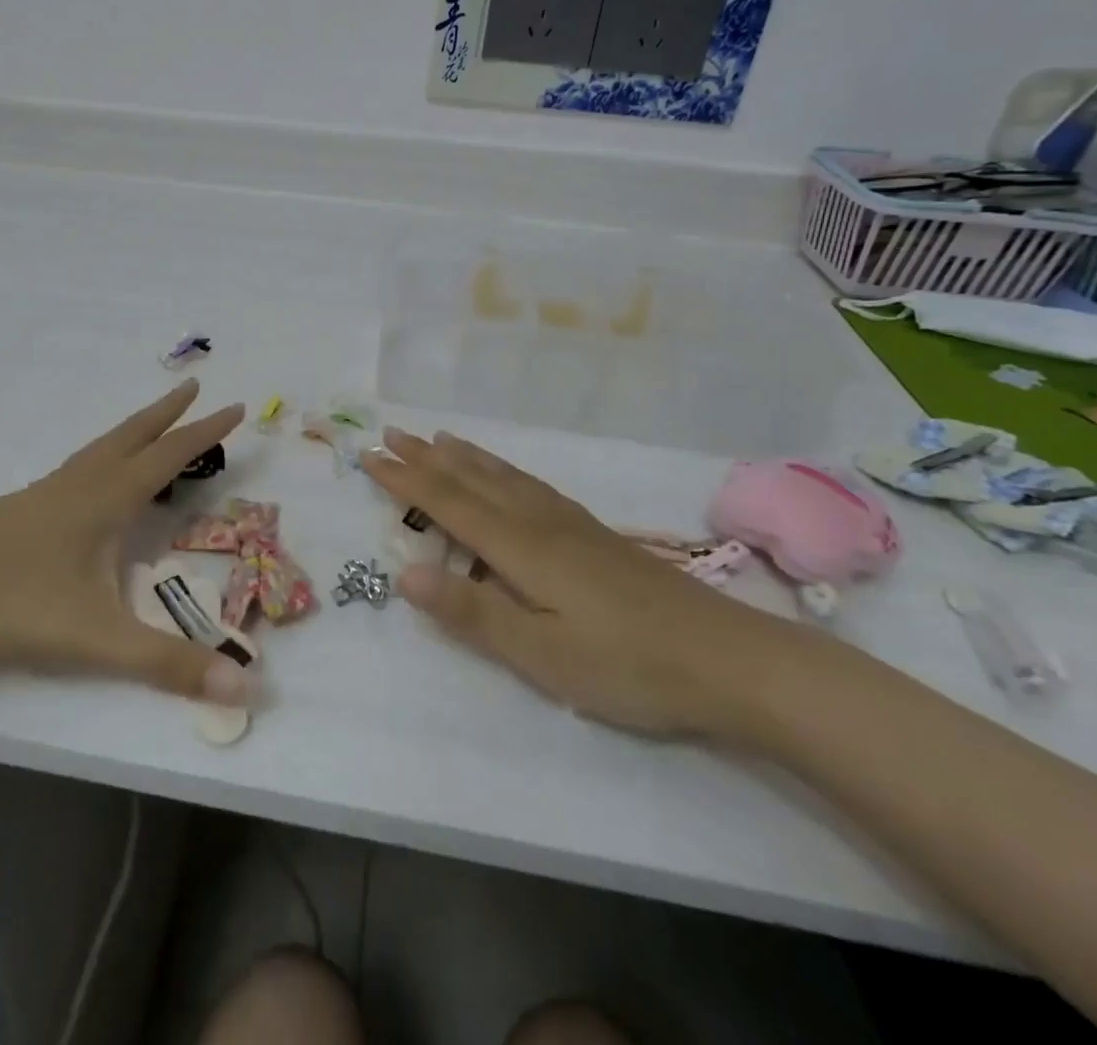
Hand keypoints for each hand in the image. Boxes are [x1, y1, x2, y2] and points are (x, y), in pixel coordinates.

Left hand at [0, 380, 251, 706]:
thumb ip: (166, 663)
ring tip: (150, 425)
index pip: (170, 455)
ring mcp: (44, 494)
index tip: (236, 406)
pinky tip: (89, 481)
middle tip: (194, 387)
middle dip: (168, 413)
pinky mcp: (18, 509)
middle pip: (133, 436)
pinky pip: (76, 467)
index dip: (206, 432)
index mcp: (106, 500)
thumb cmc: (10, 602)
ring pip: (100, 448)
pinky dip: (101, 455)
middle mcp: (80, 485)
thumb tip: (244, 683)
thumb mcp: (95, 639)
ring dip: (134, 429)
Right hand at [361, 428, 815, 738]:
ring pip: (503, 476)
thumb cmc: (627, 665)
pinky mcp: (593, 534)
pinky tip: (507, 474)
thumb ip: (472, 612)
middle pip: (472, 479)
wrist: (727, 658)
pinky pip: (530, 484)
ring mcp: (570, 524)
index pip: (448, 503)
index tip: (368, 455)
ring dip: (464, 456)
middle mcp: (539, 522)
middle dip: (427, 457)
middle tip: (391, 431)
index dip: (405, 479)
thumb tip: (403, 574)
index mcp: (520, 548)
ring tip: (439, 438)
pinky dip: (503, 468)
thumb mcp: (541, 655)